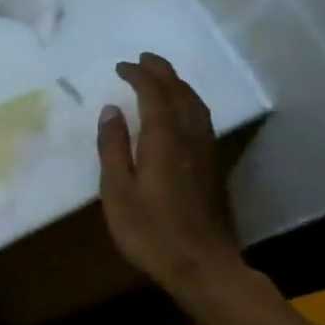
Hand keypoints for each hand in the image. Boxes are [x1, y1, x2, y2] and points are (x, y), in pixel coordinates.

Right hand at [97, 53, 239, 295]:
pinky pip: (202, 121)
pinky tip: (182, 114)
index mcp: (164, 139)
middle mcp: (190, 137)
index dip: (139, 76)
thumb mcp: (117, 191)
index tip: (121, 66)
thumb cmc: (149, 230)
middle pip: (181, 93)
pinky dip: (189, 105)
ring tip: (163, 79)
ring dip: (179, 86)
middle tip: (144, 60)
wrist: (201, 264)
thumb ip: (114, 148)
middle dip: (162, 73)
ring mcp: (206, 152)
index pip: (154, 94)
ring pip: (197, 106)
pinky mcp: (213, 168)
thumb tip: (111, 110)